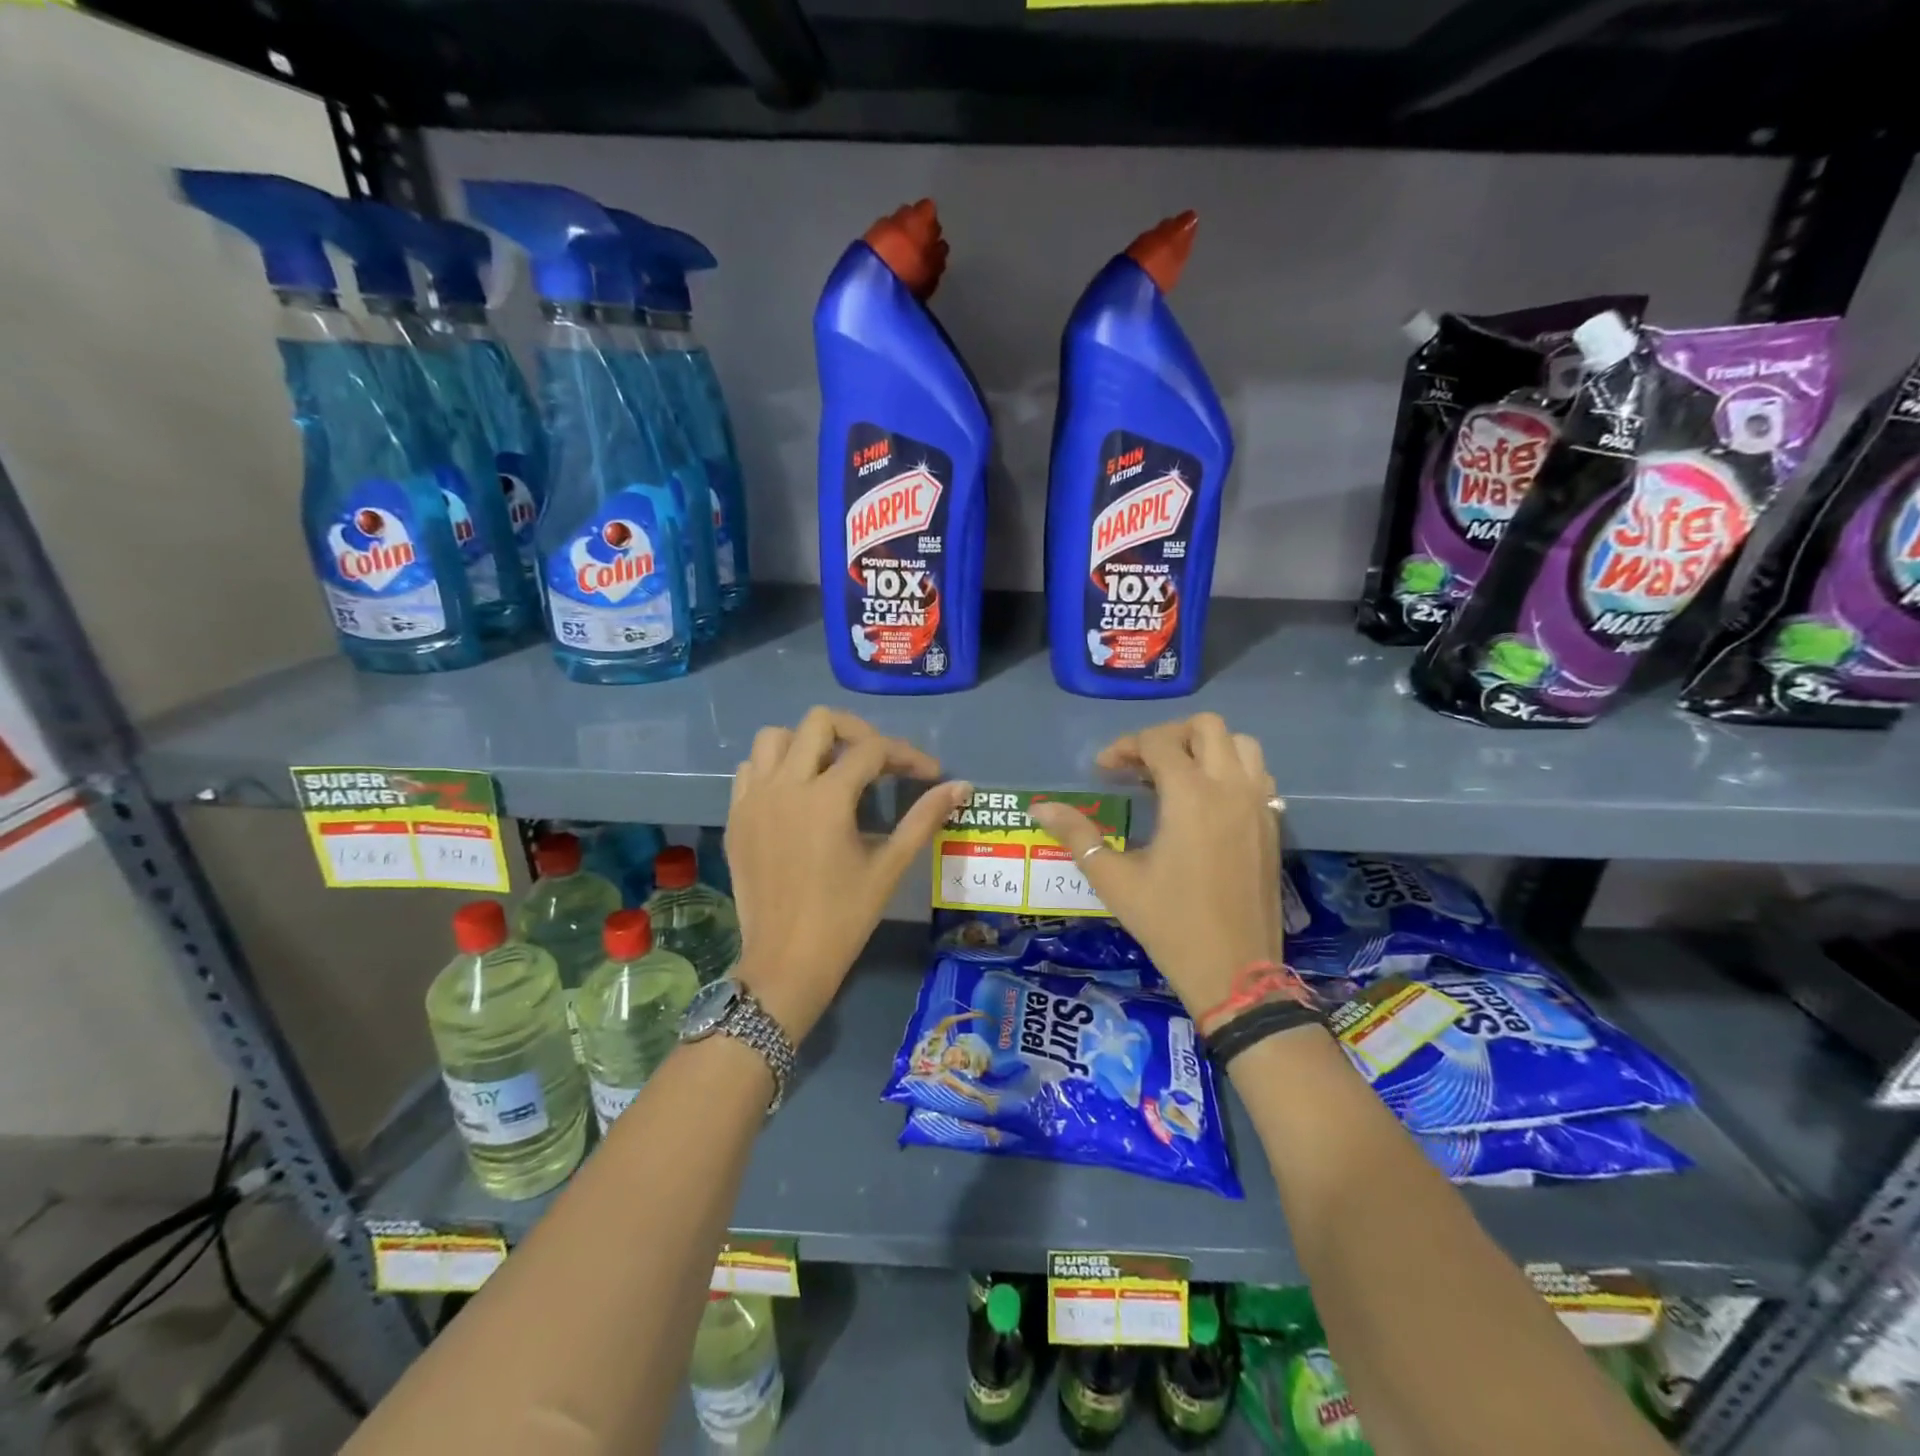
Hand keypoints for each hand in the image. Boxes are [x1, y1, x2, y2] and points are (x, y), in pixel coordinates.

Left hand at [726, 708, 970, 1039]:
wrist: (785, 963)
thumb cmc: (843, 918)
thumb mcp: (889, 867)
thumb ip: (924, 819)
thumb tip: (961, 786)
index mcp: (826, 799)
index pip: (872, 750)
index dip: (907, 754)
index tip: (929, 773)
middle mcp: (785, 786)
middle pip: (820, 722)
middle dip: (857, 732)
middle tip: (880, 761)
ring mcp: (753, 799)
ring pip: (775, 737)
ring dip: (808, 742)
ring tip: (833, 768)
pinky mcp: (736, 817)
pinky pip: (751, 769)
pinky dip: (775, 766)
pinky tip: (797, 792)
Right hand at [1029, 714, 1293, 1025]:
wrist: (1235, 971)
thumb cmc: (1169, 923)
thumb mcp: (1114, 879)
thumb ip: (1077, 835)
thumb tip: (1039, 807)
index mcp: (1191, 796)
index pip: (1157, 742)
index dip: (1124, 747)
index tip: (1103, 771)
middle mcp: (1231, 788)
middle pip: (1206, 727)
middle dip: (1168, 735)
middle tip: (1141, 764)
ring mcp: (1259, 804)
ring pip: (1241, 744)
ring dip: (1206, 747)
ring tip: (1176, 774)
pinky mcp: (1273, 824)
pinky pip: (1258, 774)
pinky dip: (1231, 769)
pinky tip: (1206, 800)